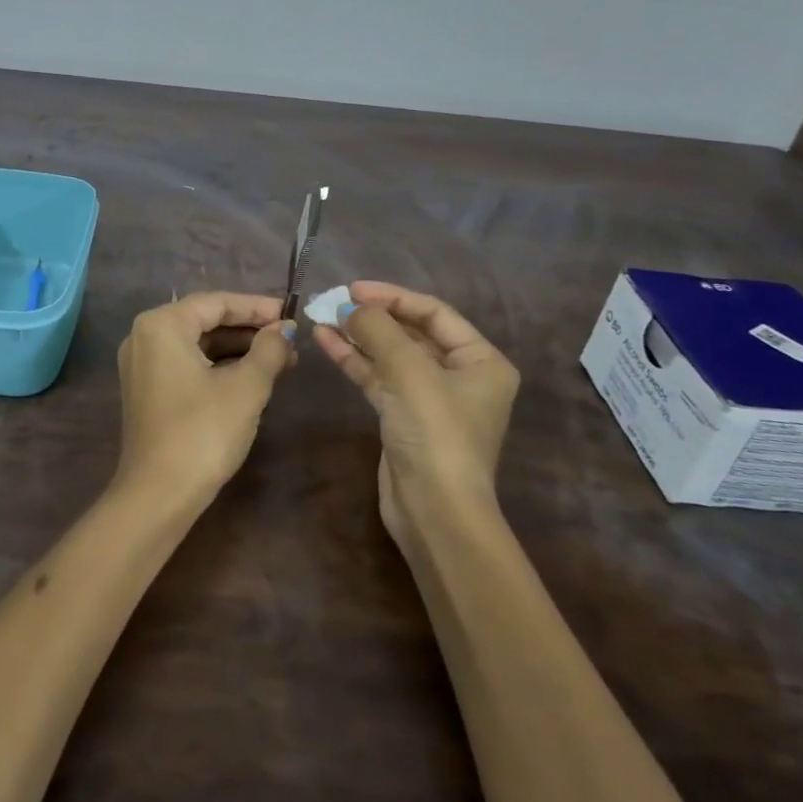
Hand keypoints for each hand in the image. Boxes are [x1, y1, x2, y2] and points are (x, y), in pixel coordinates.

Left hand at [116, 292, 295, 505]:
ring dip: (237, 350)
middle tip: (289, 340)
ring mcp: (142, 365)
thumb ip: (269, 350)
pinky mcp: (146, 391)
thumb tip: (285, 329)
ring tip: (281, 360)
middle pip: (205, 320)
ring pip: (197, 344)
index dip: (257, 307)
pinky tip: (251, 377)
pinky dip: (218, 366)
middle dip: (249, 330)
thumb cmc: (203, 432)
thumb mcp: (246, 387)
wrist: (158, 495)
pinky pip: (187, 364)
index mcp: (162, 325)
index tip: (291, 314)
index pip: (216, 302)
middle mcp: (145, 336)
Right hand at [314, 282, 519, 549]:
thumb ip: (379, 330)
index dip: (393, 297)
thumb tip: (349, 307)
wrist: (434, 512)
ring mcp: (430, 398)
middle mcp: (460, 376)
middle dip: (372, 317)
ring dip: (357, 336)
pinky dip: (354, 360)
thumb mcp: (410, 372)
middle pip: (411, 332)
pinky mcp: (403, 418)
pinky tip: (325, 342)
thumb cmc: (435, 434)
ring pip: (390, 355)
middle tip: (334, 301)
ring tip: (321, 317)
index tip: (353, 289)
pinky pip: (378, 378)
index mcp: (481, 361)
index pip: (434, 312)